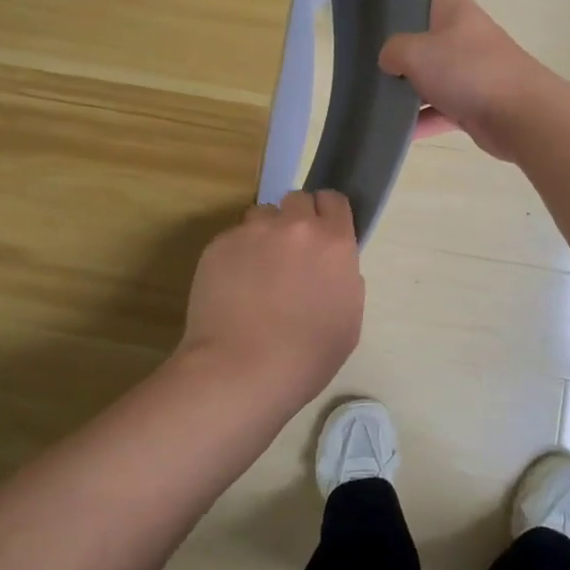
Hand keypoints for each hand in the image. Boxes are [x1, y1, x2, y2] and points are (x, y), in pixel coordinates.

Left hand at [178, 190, 364, 406]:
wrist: (241, 370)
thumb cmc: (306, 356)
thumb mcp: (349, 320)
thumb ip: (345, 279)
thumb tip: (331, 267)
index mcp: (334, 243)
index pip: (334, 200)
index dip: (327, 214)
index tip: (322, 233)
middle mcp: (295, 226)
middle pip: (297, 199)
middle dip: (295, 220)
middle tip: (289, 253)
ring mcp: (253, 232)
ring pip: (262, 215)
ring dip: (264, 234)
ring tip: (256, 271)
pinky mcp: (219, 244)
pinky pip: (233, 238)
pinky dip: (236, 254)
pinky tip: (232, 288)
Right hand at [379, 0, 545, 160]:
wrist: (521, 116)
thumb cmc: (469, 70)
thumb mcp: (417, 53)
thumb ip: (393, 51)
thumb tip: (389, 61)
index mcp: (453, 6)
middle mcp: (462, 33)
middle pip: (426, 26)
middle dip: (398, 33)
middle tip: (363, 37)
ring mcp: (469, 69)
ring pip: (430, 72)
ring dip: (406, 83)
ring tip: (372, 89)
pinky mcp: (473, 103)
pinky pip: (439, 109)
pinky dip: (421, 120)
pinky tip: (394, 131)